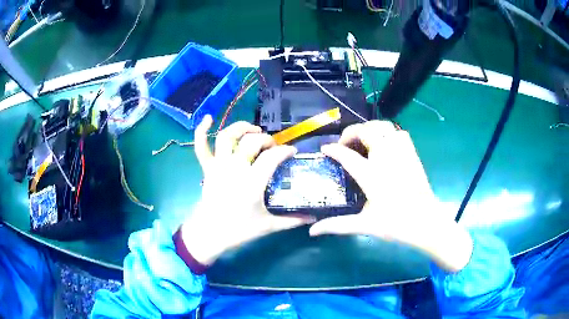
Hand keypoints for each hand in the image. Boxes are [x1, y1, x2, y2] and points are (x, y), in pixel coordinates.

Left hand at [181, 115, 313, 265]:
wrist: (210, 234)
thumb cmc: (239, 231)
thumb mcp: (268, 226)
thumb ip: (293, 220)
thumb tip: (314, 218)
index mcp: (252, 182)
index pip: (272, 157)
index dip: (285, 151)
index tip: (292, 152)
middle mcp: (235, 168)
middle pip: (252, 142)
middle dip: (267, 140)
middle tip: (273, 147)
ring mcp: (219, 166)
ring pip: (228, 137)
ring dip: (242, 128)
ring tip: (253, 129)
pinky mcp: (207, 168)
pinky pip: (201, 146)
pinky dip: (202, 131)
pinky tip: (208, 118)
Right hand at [309, 121, 472, 271]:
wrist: (426, 221)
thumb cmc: (396, 224)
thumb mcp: (365, 225)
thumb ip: (337, 225)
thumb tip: (312, 231)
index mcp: (372, 176)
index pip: (347, 156)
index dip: (333, 150)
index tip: (324, 149)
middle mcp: (385, 158)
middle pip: (366, 131)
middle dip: (351, 132)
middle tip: (344, 143)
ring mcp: (401, 153)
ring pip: (383, 126)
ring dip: (369, 129)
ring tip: (362, 139)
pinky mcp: (412, 153)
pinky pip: (398, 132)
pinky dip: (388, 132)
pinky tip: (384, 144)